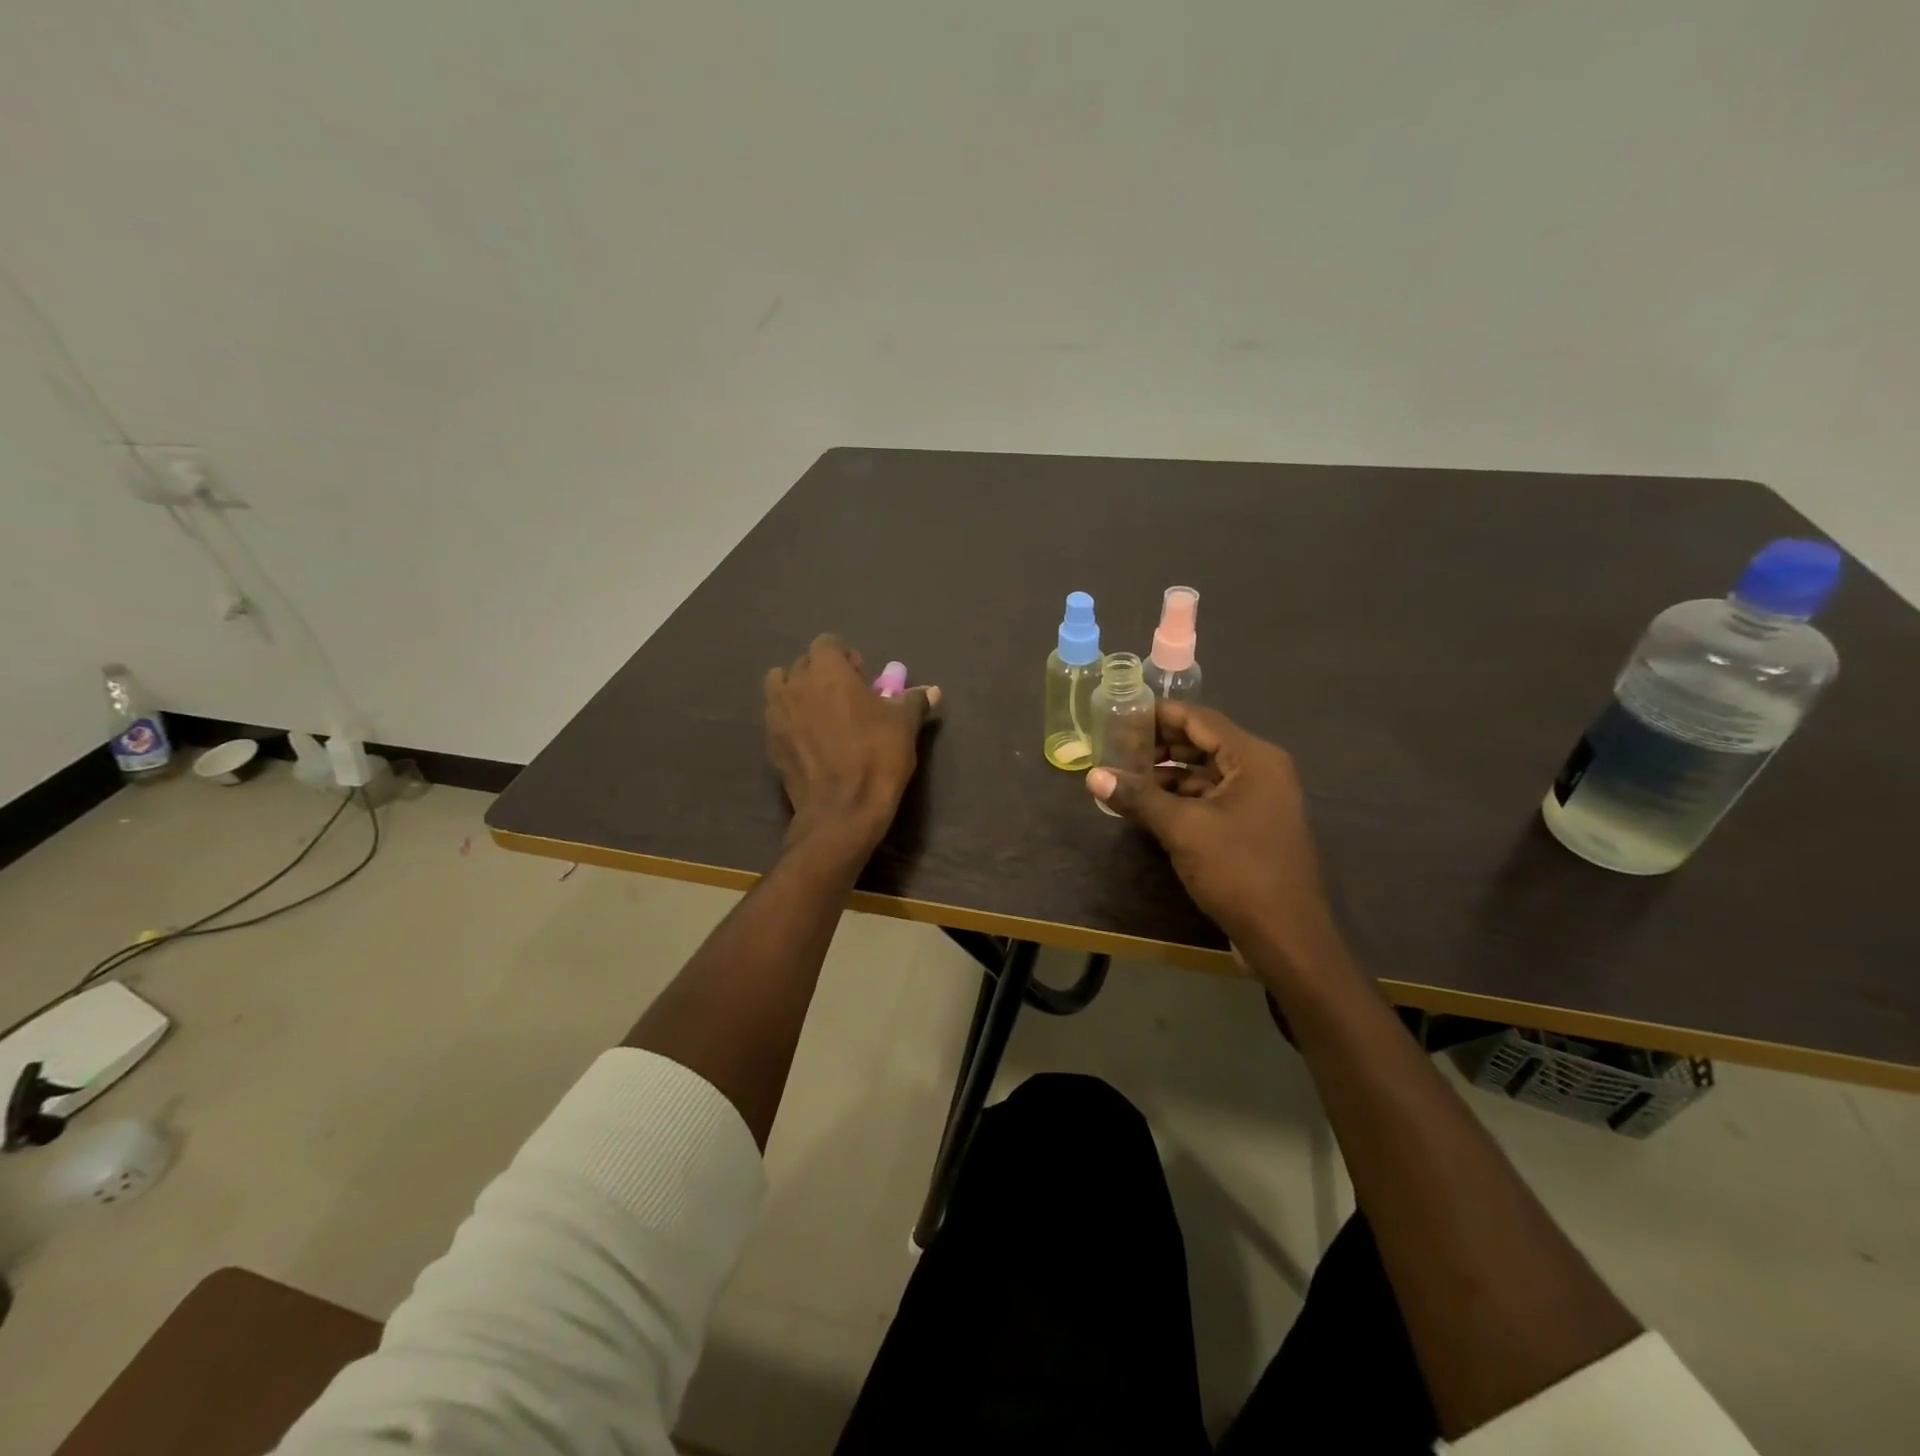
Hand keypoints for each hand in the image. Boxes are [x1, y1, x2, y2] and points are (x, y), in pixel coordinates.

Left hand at [764, 635, 940, 853]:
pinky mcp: (770, 742)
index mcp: (828, 672)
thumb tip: (932, 691)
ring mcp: (777, 714)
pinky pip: (775, 717)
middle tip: (845, 696)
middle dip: (822, 673)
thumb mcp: (904, 726)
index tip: (862, 678)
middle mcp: (796, 685)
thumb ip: (914, 701)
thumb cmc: (877, 756)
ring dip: (797, 690)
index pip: (827, 643)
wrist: (842, 809)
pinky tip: (808, 738)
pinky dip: (789, 718)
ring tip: (819, 712)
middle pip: (803, 663)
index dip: (845, 657)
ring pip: (780, 686)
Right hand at [1086, 703, 1348, 984]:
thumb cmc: (1239, 871)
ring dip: (1168, 773)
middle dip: (1160, 744)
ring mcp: (1259, 800)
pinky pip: (1212, 798)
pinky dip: (1181, 798)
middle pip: (1203, 743)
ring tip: (1125, 775)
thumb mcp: (1183, 829)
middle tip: (1116, 745)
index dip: (1159, 714)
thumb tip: (1093, 775)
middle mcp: (1261, 771)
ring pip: (1205, 773)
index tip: (1120, 713)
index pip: (1200, 719)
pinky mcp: (1252, 826)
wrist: (1286, 937)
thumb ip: (1139, 797)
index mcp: (1254, 758)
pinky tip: (1148, 806)